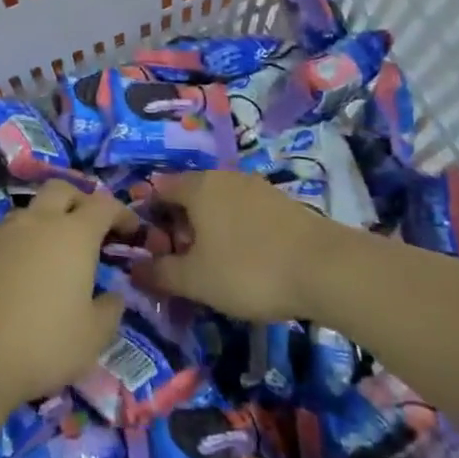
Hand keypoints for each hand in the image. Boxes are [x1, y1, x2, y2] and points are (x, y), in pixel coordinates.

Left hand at [0, 182, 139, 408]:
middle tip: (86, 230)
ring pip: (25, 214)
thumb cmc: (42, 345)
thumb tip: (112, 295)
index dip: (121, 212)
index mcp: (73, 235)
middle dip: (78, 202)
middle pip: (61, 189)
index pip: (104, 204)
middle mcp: (35, 221)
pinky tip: (4, 280)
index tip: (130, 230)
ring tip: (43, 262)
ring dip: (40, 228)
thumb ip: (110, 310)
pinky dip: (7, 251)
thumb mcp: (93, 338)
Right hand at [136, 170, 344, 321]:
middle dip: (178, 226)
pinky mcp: (281, 203)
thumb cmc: (248, 269)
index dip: (147, 217)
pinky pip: (243, 212)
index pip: (158, 190)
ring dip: (207, 229)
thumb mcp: (196, 280)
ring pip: (217, 204)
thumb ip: (160, 273)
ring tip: (211, 265)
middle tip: (178, 261)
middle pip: (189, 195)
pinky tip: (243, 260)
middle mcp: (223, 177)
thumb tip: (132, 269)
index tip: (147, 248)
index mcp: (197, 186)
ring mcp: (255, 187)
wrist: (326, 268)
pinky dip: (234, 231)